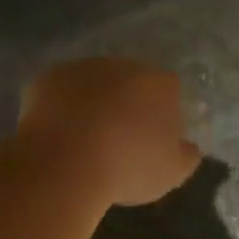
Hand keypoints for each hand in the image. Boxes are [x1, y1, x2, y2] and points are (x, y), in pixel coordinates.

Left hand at [19, 59, 202, 206]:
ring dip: (92, 102)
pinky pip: (60, 92)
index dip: (161, 113)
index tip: (151, 140)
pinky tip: (57, 134)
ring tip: (84, 139)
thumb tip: (190, 147)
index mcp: (159, 83)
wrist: (66, 162)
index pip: (168, 90)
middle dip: (126, 103)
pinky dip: (60, 107)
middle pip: (130, 81)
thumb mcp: (172, 172)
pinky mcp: (48, 78)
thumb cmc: (128, 166)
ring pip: (93, 83)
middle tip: (118, 138)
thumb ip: (187, 155)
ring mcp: (83, 68)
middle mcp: (123, 65)